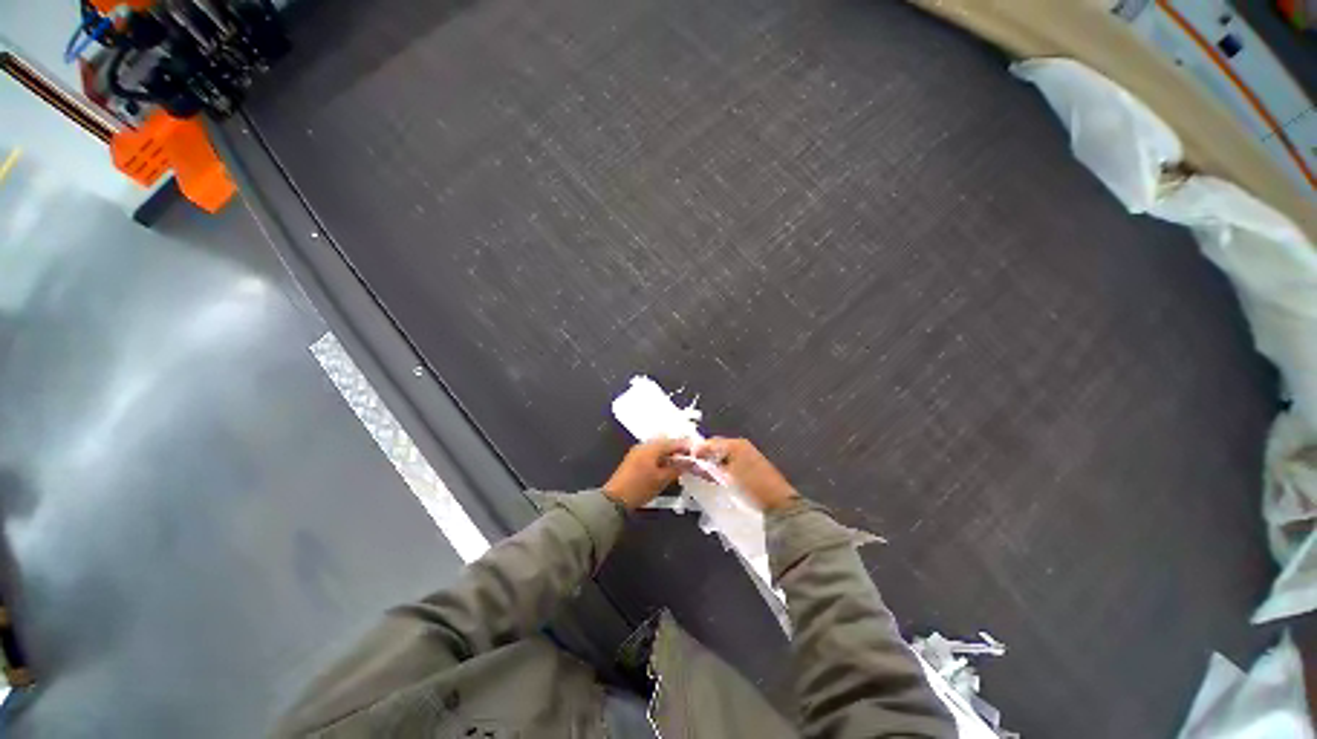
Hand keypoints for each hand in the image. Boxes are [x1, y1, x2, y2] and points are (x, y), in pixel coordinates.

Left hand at [604, 439, 689, 509]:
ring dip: (671, 455)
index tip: (699, 452)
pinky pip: (653, 454)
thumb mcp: (662, 479)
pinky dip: (662, 459)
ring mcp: (638, 452)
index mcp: (652, 447)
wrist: (615, 500)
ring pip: (659, 449)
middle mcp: (645, 445)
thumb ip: (677, 469)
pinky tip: (668, 467)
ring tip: (682, 464)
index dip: (687, 447)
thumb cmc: (640, 488)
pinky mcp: (635, 460)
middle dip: (679, 450)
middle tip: (692, 458)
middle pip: (666, 444)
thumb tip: (689, 462)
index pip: (674, 442)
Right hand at [696, 438, 799, 511]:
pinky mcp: (751, 467)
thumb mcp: (726, 475)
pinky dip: (722, 468)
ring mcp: (747, 456)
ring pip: (723, 456)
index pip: (710, 442)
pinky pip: (731, 463)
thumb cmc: (750, 486)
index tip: (686, 460)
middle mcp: (741, 446)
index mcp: (735, 444)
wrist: (778, 504)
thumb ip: (709, 464)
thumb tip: (693, 455)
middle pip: (716, 447)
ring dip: (712, 463)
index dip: (697, 450)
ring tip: (703, 475)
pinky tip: (717, 479)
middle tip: (693, 468)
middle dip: (704, 456)